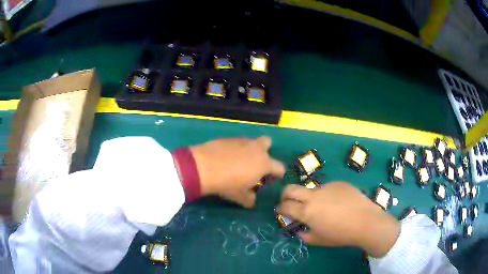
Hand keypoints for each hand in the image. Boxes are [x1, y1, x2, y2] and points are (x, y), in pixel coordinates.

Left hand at [189, 136, 284, 207]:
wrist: (203, 167)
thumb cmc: (227, 183)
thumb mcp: (240, 197)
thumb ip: (250, 199)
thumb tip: (252, 200)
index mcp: (264, 163)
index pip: (279, 167)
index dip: (277, 174)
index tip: (271, 179)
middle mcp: (255, 148)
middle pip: (268, 142)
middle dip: (265, 151)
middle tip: (256, 163)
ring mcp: (241, 141)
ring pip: (250, 142)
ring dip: (248, 150)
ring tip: (237, 162)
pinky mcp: (228, 138)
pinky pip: (236, 143)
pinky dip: (234, 149)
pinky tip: (225, 158)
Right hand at [276, 182, 400, 257]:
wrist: (366, 221)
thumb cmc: (341, 234)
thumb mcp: (319, 240)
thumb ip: (304, 235)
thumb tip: (299, 229)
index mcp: (307, 211)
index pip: (285, 206)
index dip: (280, 209)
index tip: (281, 211)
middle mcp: (314, 196)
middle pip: (290, 189)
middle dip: (285, 195)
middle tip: (289, 202)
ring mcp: (327, 186)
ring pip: (311, 189)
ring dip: (310, 198)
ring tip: (324, 208)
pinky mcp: (338, 183)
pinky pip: (327, 188)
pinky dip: (327, 195)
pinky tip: (338, 203)